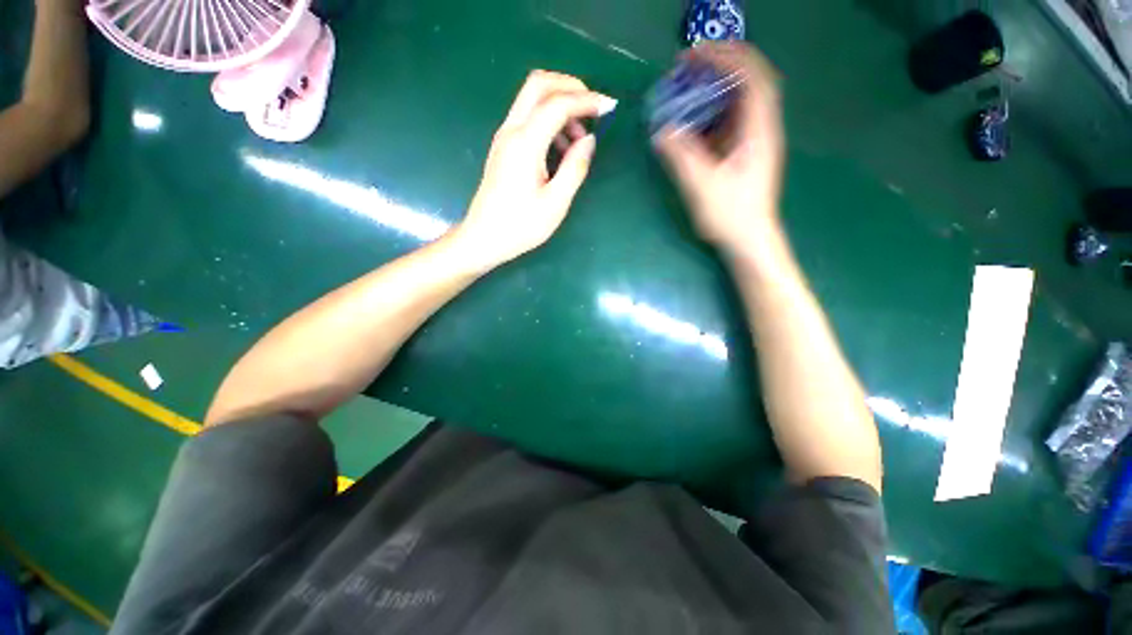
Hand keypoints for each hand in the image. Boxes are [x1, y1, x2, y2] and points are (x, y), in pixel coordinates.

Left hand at [452, 71, 616, 271]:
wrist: (484, 238)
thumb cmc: (521, 226)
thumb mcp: (555, 203)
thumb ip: (575, 168)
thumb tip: (590, 139)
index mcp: (525, 143)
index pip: (558, 104)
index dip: (587, 100)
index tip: (610, 108)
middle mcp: (511, 131)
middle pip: (538, 84)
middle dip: (570, 86)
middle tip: (593, 107)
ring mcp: (504, 137)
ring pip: (531, 99)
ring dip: (559, 105)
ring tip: (579, 138)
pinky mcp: (503, 147)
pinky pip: (527, 118)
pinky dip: (548, 120)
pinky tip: (561, 148)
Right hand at [654, 42, 785, 256]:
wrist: (748, 240)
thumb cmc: (730, 215)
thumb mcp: (702, 186)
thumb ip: (681, 157)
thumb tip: (661, 132)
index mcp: (759, 130)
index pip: (752, 77)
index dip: (727, 57)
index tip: (696, 54)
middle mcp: (762, 128)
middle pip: (749, 80)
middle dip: (721, 64)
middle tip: (689, 64)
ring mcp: (754, 140)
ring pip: (740, 99)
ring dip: (717, 85)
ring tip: (689, 83)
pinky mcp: (744, 152)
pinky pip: (731, 119)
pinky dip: (714, 109)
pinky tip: (695, 116)